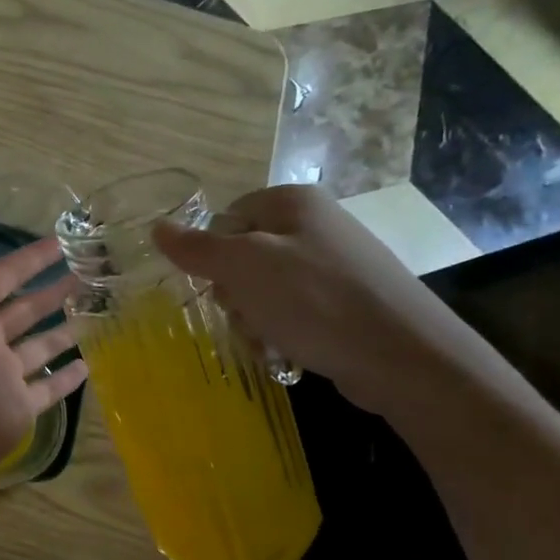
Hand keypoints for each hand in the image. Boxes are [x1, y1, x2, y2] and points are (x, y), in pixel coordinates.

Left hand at [0, 220, 88, 487]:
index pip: (5, 276)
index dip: (31, 259)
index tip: (62, 242)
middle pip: (28, 309)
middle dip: (56, 290)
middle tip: (91, 274)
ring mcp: (5, 374)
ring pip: (41, 346)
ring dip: (65, 330)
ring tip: (96, 312)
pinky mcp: (19, 406)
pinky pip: (48, 389)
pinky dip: (66, 378)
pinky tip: (88, 364)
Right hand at [152, 185, 482, 418]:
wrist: (402, 357)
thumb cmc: (315, 301)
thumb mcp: (245, 268)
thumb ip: (197, 248)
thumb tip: (157, 227)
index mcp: (292, 203)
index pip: (224, 220)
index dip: (212, 255)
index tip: (218, 286)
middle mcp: (314, 224)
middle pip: (242, 257)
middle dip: (234, 294)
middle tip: (247, 315)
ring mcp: (333, 264)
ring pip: (263, 290)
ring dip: (253, 320)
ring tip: (269, 340)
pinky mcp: (344, 301)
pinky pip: (292, 311)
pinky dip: (281, 332)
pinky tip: (287, 351)